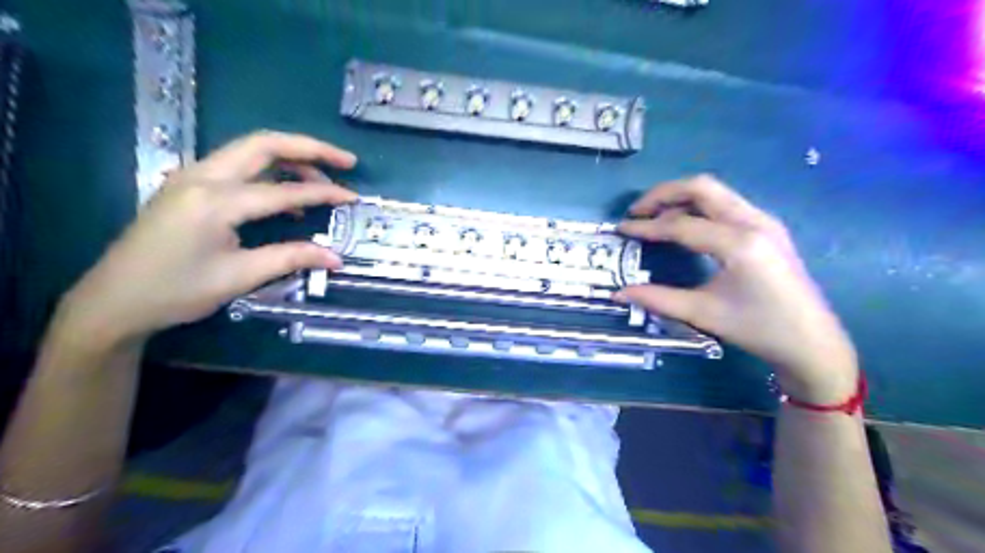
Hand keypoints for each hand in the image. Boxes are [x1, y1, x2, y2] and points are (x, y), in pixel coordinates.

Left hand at [52, 131, 358, 352]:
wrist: (113, 300)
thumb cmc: (176, 291)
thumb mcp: (240, 276)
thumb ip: (291, 258)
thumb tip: (336, 257)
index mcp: (216, 201)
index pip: (285, 190)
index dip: (325, 194)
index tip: (354, 198)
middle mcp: (203, 177)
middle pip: (265, 144)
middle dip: (311, 149)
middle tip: (346, 161)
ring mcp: (192, 177)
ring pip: (251, 150)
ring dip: (291, 158)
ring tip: (323, 180)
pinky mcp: (189, 186)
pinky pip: (238, 166)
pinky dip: (270, 171)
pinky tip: (287, 196)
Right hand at [617, 175, 859, 403]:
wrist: (812, 343)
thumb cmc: (758, 329)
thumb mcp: (703, 313)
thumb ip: (657, 299)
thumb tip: (619, 293)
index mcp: (738, 243)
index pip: (681, 224)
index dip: (646, 226)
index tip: (621, 229)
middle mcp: (754, 221)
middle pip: (701, 187)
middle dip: (664, 194)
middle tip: (637, 212)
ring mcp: (765, 221)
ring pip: (716, 192)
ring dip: (681, 197)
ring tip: (655, 216)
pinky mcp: (768, 228)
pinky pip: (727, 203)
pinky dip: (699, 206)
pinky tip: (686, 225)